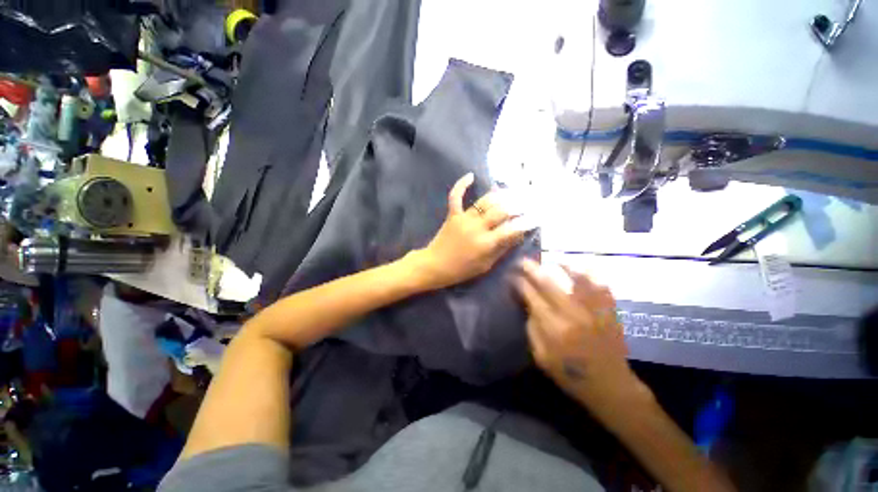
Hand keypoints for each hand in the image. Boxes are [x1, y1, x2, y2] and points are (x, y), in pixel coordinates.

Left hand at [412, 173, 525, 289]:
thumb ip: (501, 249)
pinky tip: (471, 175)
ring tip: (511, 191)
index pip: (511, 229)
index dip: (525, 223)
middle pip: (501, 211)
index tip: (535, 217)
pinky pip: (456, 196)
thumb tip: (517, 235)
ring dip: (499, 195)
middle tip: (527, 201)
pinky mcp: (452, 215)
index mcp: (486, 243)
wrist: (435, 265)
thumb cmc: (461, 270)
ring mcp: (464, 219)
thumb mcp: (485, 265)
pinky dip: (462, 185)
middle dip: (517, 205)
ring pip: (484, 202)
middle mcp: (477, 228)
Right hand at [513, 259, 649, 415]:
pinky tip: (578, 267)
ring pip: (574, 278)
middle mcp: (573, 314)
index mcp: (554, 328)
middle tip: (523, 261)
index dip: (520, 284)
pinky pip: (598, 284)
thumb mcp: (541, 357)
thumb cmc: (570, 374)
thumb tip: (527, 304)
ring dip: (559, 266)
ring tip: (548, 260)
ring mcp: (594, 310)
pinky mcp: (609, 310)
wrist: (610, 385)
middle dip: (533, 269)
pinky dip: (588, 273)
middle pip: (549, 283)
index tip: (512, 276)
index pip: (532, 297)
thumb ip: (532, 328)